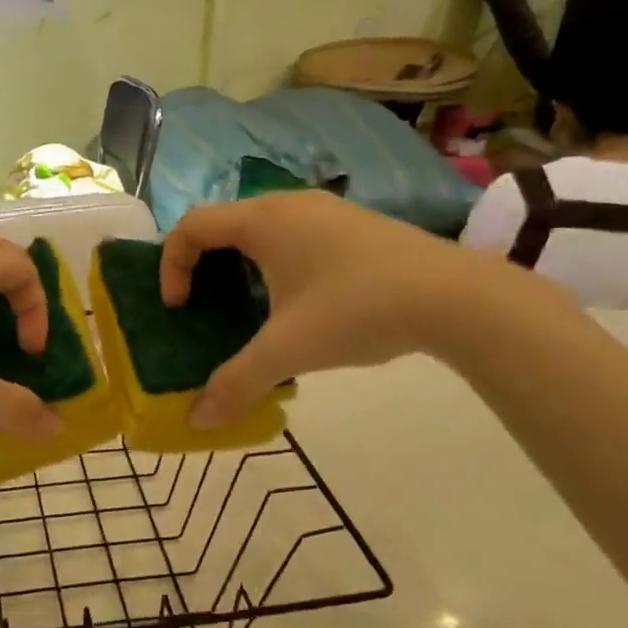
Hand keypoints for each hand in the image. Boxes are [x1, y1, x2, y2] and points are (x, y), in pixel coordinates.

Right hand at [160, 192, 549, 426]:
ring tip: (250, 313)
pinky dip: (277, 268)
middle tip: (205, 310)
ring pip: (263, 232)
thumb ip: (236, 384)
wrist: (455, 297)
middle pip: (224, 226)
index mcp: (263, 221)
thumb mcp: (288, 351)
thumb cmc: (357, 310)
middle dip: (204, 268)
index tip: (179, 308)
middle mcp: (290, 205)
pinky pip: (295, 239)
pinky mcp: (355, 228)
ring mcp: (327, 212)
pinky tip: (301, 309)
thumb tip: (197, 422)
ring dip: (242, 269)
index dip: (172, 265)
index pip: (191, 226)